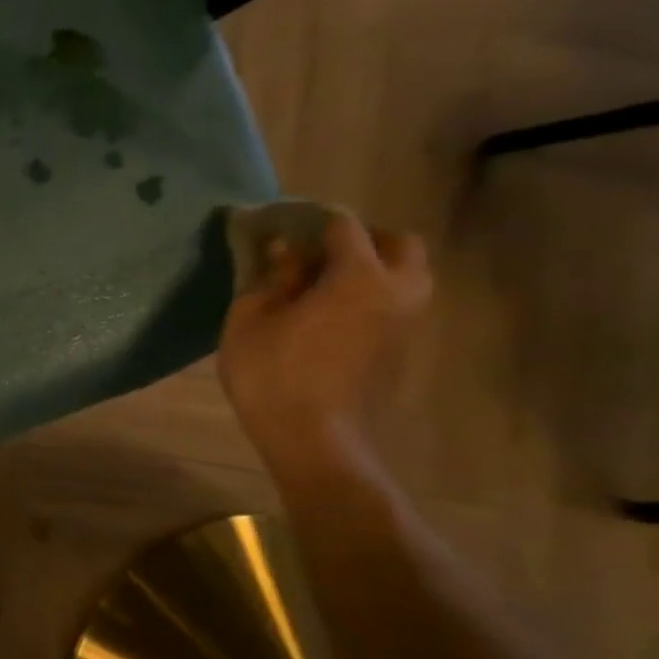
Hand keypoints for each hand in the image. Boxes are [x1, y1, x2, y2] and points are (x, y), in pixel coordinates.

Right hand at [219, 214, 431, 481]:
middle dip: (363, 238)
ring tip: (322, 283)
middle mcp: (397, 292)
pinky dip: (372, 296)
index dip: (311, 220)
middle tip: (318, 251)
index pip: (344, 227)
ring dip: (373, 268)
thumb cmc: (272, 372)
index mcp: (360, 277)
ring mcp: (407, 323)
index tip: (282, 225)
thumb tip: (285, 249)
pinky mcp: (402, 349)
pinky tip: (331, 313)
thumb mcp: (251, 318)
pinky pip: (397, 304)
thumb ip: (271, 277)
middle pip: (399, 245)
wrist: (312, 437)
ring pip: (406, 276)